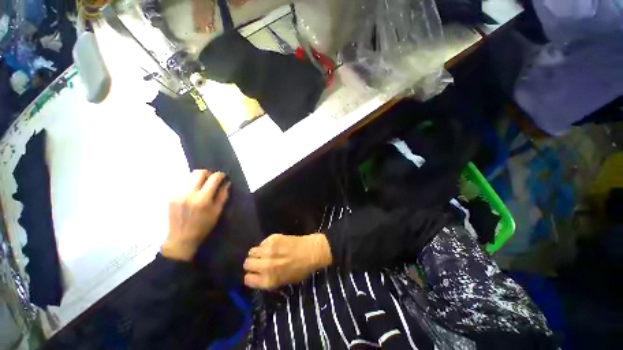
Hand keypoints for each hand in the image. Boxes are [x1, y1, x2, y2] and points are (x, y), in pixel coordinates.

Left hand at [162, 170, 229, 260]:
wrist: (181, 239)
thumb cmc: (203, 226)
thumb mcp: (217, 212)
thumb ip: (222, 195)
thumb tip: (226, 183)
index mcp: (203, 199)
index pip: (213, 179)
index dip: (220, 175)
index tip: (223, 176)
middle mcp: (189, 193)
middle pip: (199, 172)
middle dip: (208, 173)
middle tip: (213, 179)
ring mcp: (178, 194)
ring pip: (190, 177)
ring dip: (199, 178)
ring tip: (203, 185)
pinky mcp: (171, 196)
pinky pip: (183, 184)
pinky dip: (191, 184)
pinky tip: (194, 193)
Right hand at [243, 233, 331, 289]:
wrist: (311, 251)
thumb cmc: (300, 269)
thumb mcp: (283, 282)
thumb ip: (268, 280)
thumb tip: (256, 275)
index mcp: (269, 280)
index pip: (247, 279)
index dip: (251, 276)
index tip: (254, 273)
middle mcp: (266, 266)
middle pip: (247, 263)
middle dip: (252, 263)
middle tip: (260, 262)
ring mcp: (268, 250)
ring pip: (252, 251)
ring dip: (257, 253)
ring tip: (266, 253)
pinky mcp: (272, 238)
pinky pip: (261, 242)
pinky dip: (265, 245)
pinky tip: (274, 246)